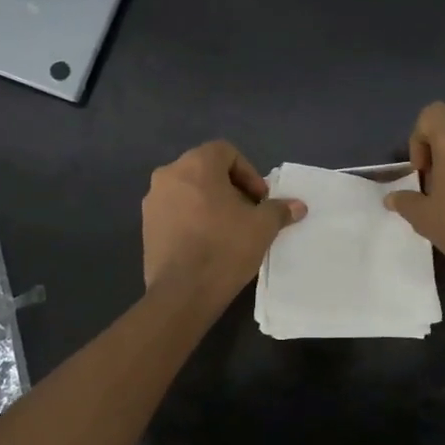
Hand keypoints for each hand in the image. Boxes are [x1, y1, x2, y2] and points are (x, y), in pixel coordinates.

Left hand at [142, 140, 305, 300]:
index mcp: (195, 165)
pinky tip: (208, 244)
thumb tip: (298, 206)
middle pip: (206, 170)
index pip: (226, 152)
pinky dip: (193, 219)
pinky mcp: (147, 227)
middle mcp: (168, 176)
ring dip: (211, 203)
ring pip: (189, 191)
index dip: (248, 172)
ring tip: (229, 230)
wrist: (183, 293)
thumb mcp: (262, 227)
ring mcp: (153, 202)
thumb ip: (279, 210)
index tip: (260, 199)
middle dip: (231, 188)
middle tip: (248, 213)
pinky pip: (176, 212)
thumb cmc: (225, 248)